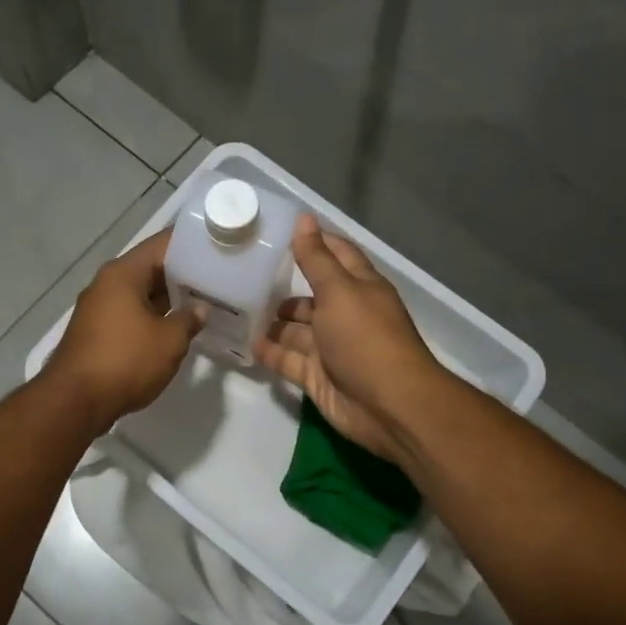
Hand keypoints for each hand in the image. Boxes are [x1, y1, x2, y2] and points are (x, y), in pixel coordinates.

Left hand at [44, 230, 201, 431]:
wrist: (75, 401)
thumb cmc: (125, 361)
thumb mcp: (169, 341)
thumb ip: (189, 320)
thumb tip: (199, 309)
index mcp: (123, 273)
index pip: (162, 244)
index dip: (191, 244)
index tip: (217, 246)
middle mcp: (107, 284)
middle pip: (150, 268)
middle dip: (183, 274)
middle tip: (218, 278)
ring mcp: (99, 308)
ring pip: (141, 293)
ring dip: (169, 298)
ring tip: (204, 302)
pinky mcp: (96, 332)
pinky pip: (131, 314)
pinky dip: (153, 316)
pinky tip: (176, 327)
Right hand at [253, 214, 442, 462]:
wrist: (387, 405)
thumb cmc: (365, 339)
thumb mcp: (339, 291)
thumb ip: (316, 258)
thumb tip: (304, 219)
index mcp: (359, 288)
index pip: (337, 255)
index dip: (314, 241)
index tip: (278, 232)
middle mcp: (345, 314)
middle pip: (312, 296)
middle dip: (284, 287)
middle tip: (245, 276)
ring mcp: (331, 347)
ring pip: (297, 330)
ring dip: (274, 321)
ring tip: (238, 309)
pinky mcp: (318, 376)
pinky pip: (289, 359)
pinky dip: (271, 352)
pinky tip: (246, 342)